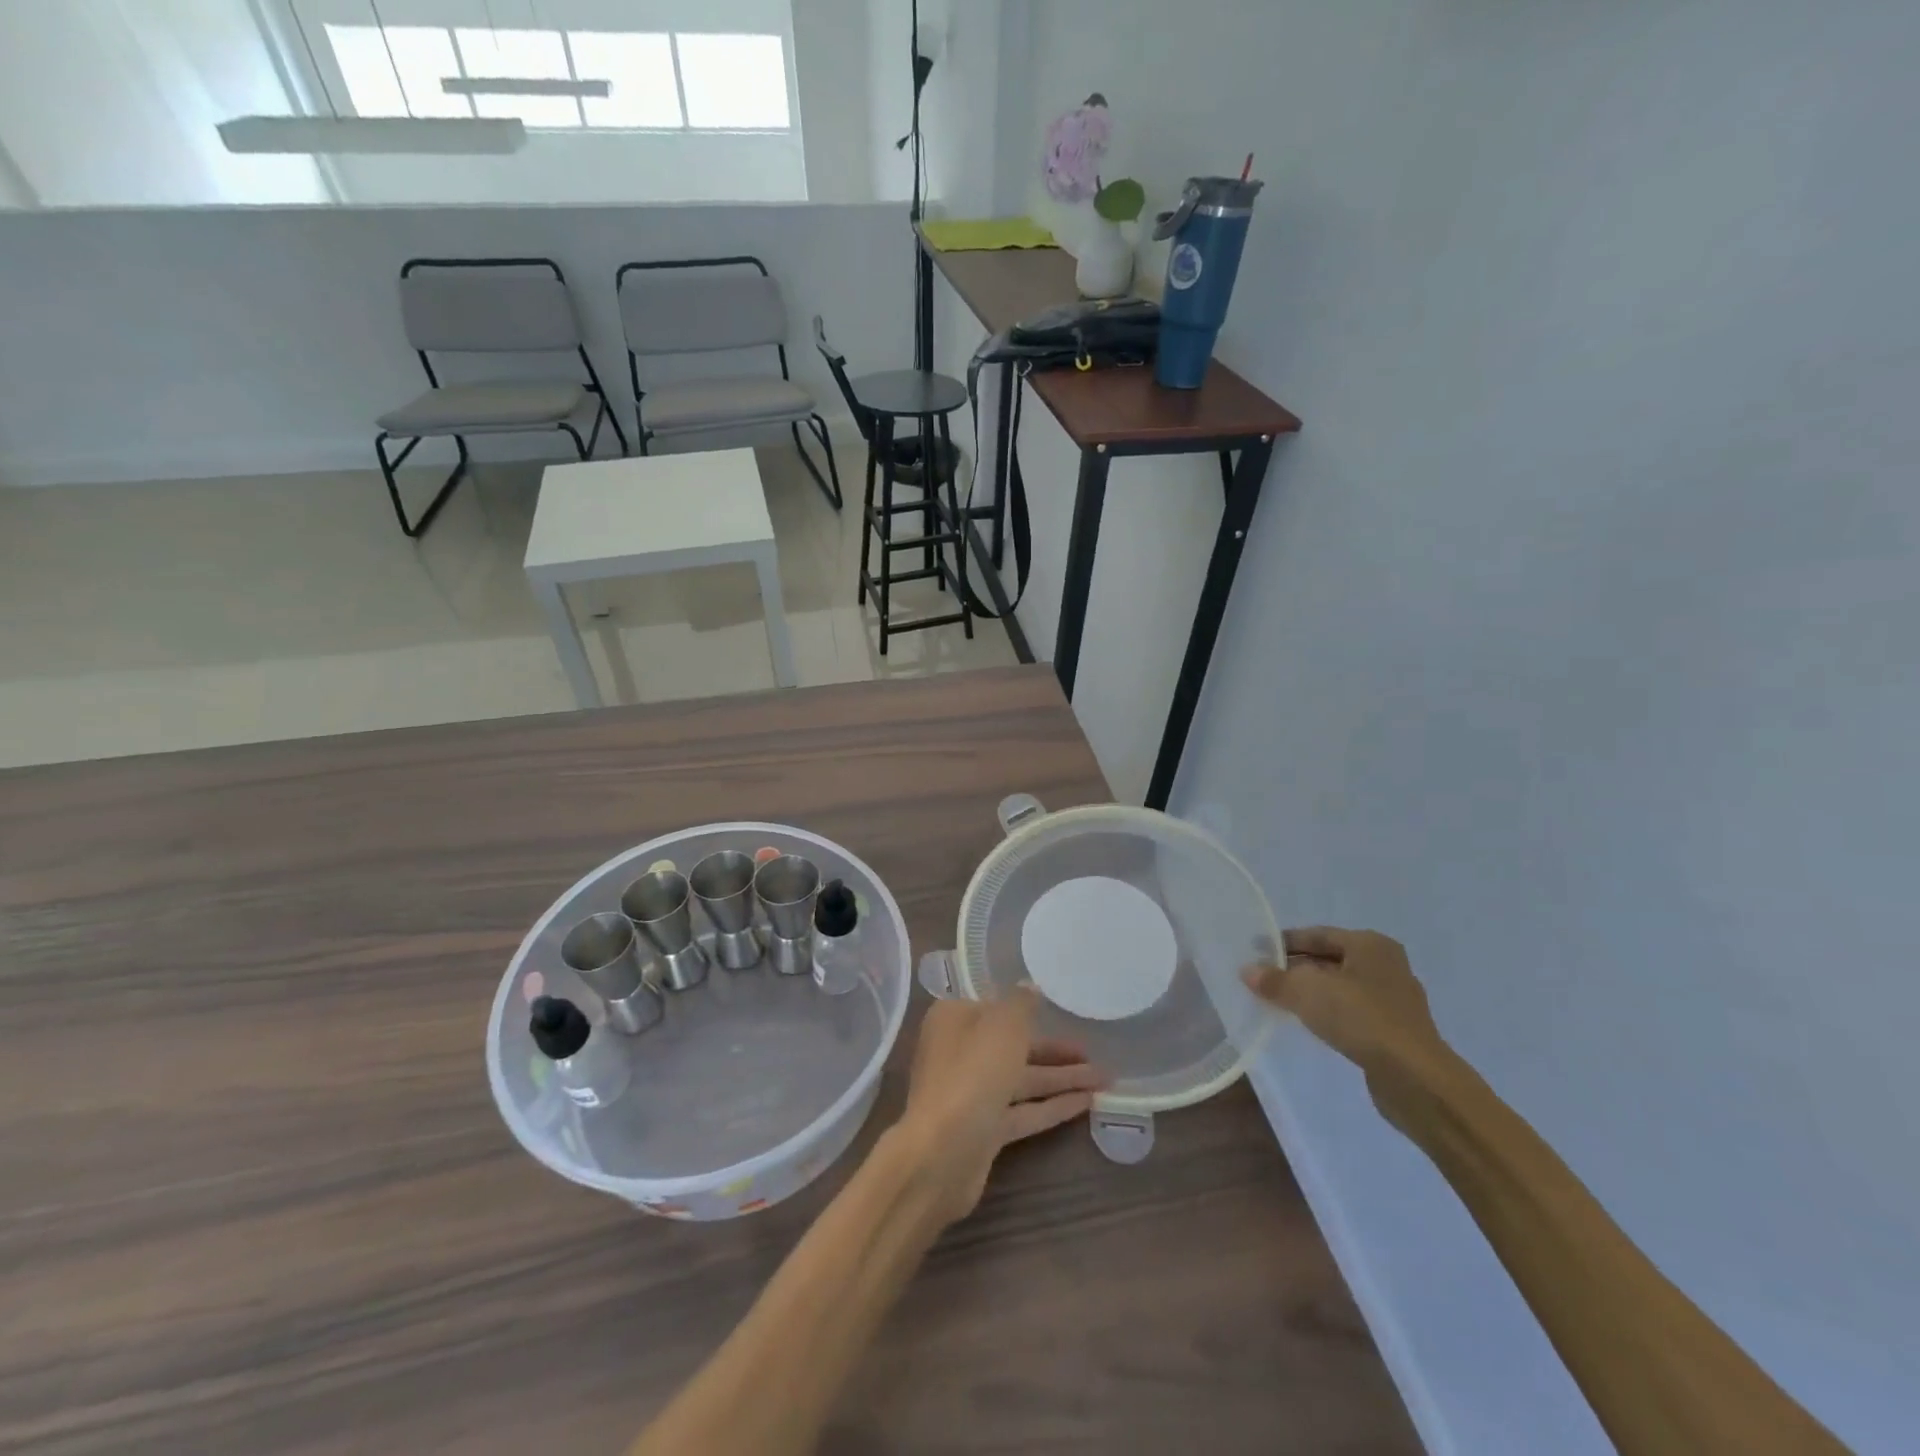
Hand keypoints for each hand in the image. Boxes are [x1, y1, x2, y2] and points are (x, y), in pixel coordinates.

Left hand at [895, 987, 1106, 1225]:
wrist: (942, 1152)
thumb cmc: (973, 1072)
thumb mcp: (1003, 1025)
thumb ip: (1022, 1004)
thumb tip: (1030, 987)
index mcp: (955, 1019)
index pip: (996, 1008)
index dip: (1028, 1010)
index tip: (1061, 1011)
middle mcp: (959, 1052)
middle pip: (1013, 1046)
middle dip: (1053, 1051)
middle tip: (1094, 1052)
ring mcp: (970, 1093)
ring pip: (1022, 1080)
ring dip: (1061, 1079)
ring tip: (1104, 1079)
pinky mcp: (983, 1129)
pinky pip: (1023, 1111)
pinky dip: (1052, 1106)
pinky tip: (1086, 1103)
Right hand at [1242, 927, 1451, 1119]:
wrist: (1415, 1078)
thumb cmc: (1360, 1018)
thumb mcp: (1306, 992)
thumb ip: (1275, 980)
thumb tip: (1248, 971)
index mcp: (1370, 944)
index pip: (1317, 934)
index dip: (1284, 943)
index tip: (1256, 953)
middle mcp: (1387, 965)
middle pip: (1330, 959)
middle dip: (1297, 969)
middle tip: (1265, 979)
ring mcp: (1396, 999)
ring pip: (1342, 987)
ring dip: (1313, 993)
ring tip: (1282, 1002)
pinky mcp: (1397, 1031)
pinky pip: (1354, 1012)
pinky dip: (1331, 1014)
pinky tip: (1312, 1025)